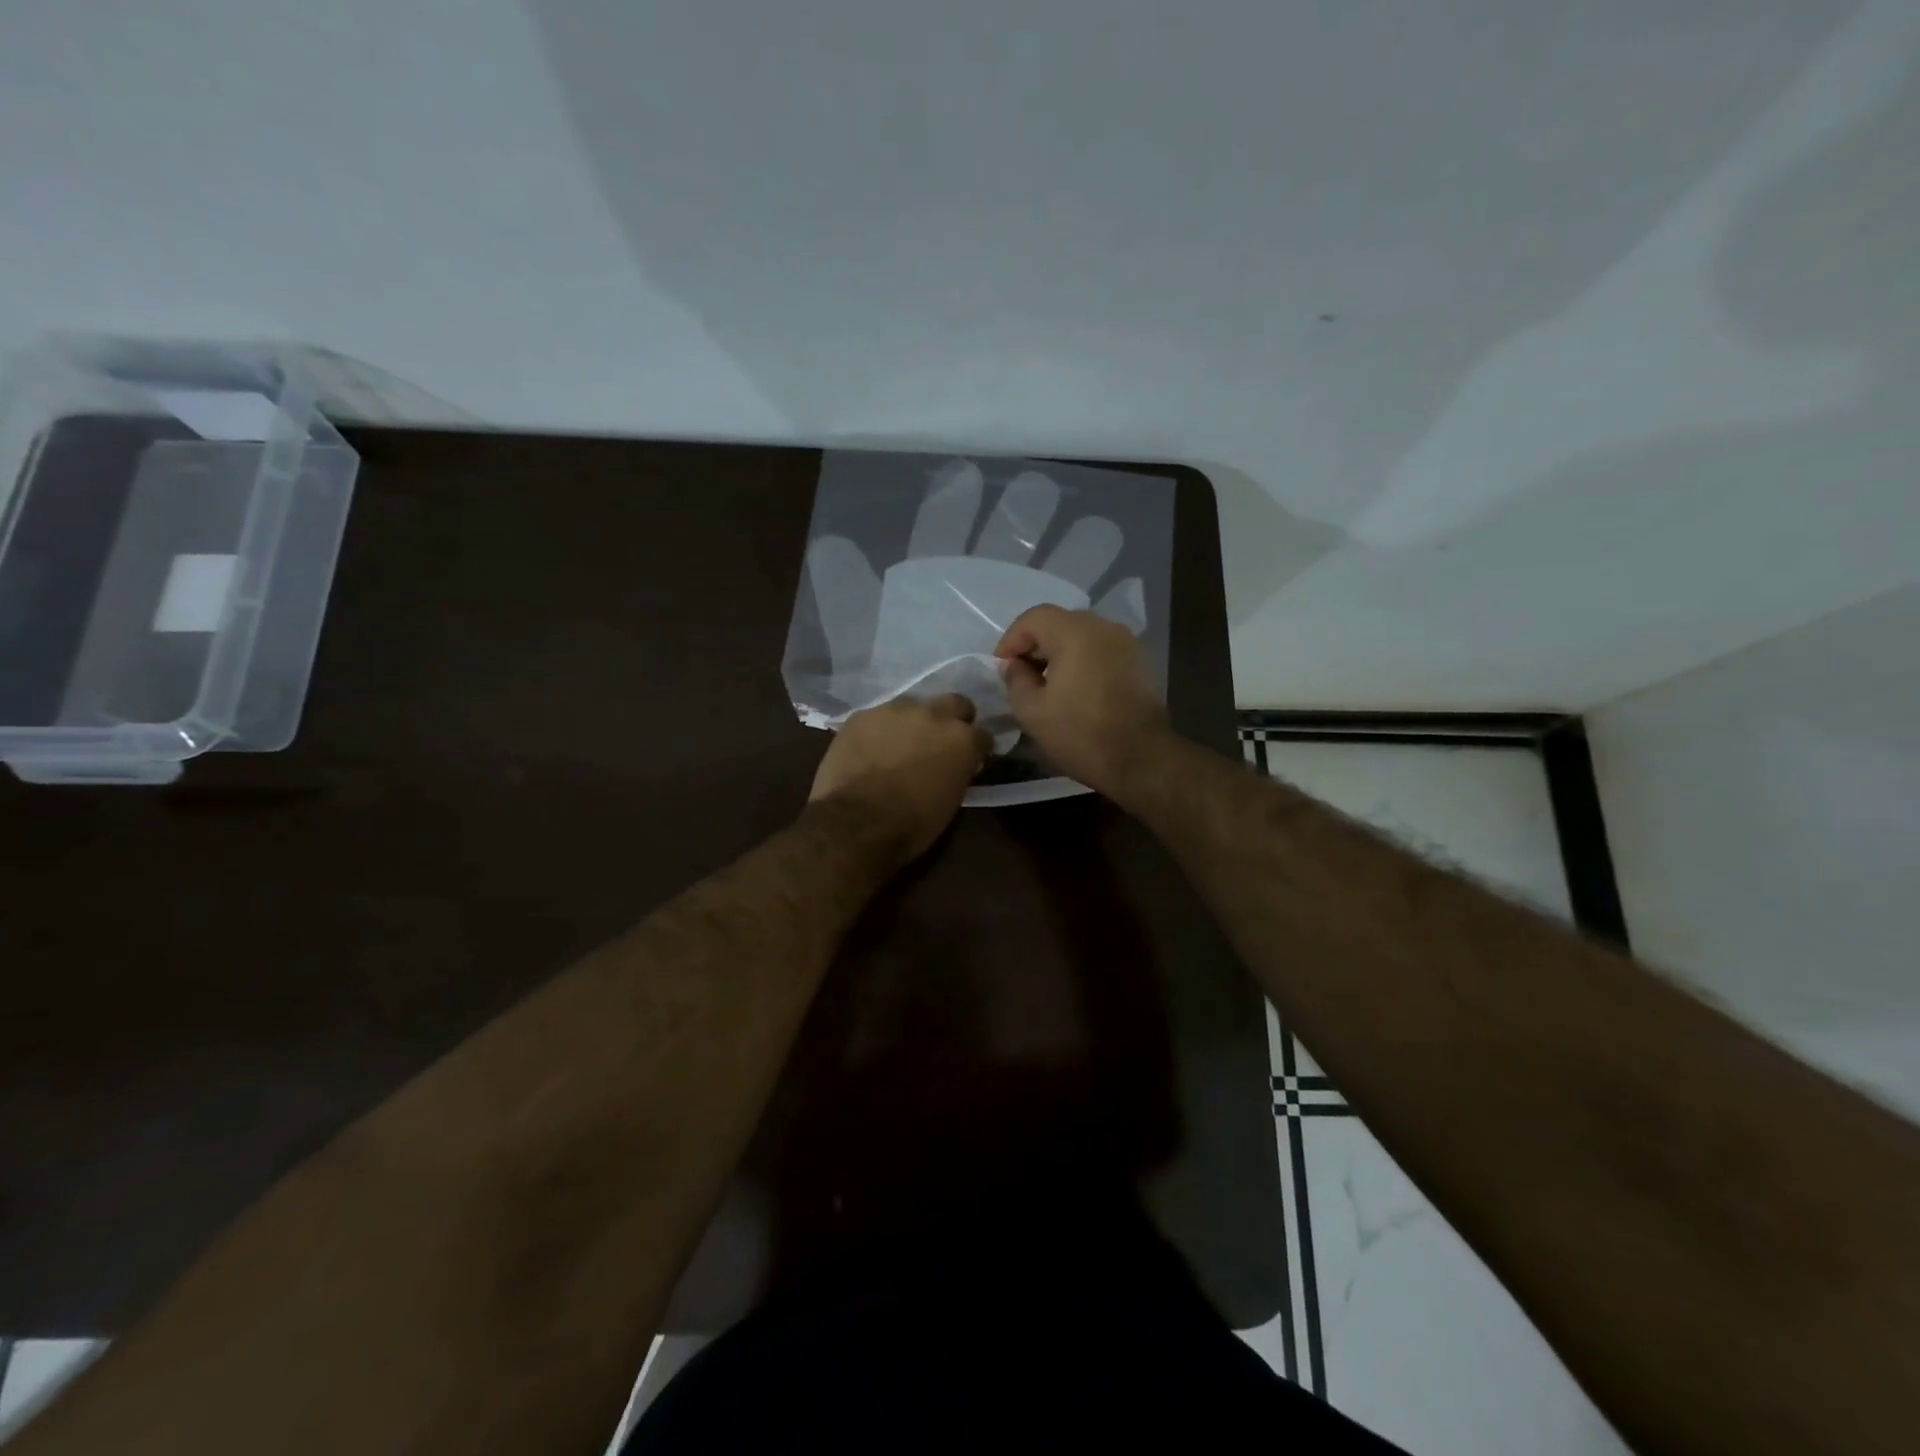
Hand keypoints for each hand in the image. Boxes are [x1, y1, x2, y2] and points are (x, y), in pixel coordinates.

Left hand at [809, 693, 990, 859]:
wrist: (856, 822)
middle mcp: (934, 714)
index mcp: (962, 739)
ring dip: (913, 722)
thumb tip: (958, 765)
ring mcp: (895, 710)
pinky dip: (880, 730)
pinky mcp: (862, 715)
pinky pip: (878, 717)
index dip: (976, 748)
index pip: (983, 734)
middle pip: (954, 703)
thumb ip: (959, 771)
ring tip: (900, 745)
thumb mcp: (951, 801)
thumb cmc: (912, 823)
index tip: (970, 760)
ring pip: (913, 706)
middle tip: (940, 742)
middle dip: (952, 719)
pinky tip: (870, 749)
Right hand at [995, 605, 1172, 797]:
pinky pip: (1101, 651)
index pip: (1033, 618)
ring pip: (1082, 636)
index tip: (1001, 668)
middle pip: (1059, 623)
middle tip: (1021, 676)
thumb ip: (1016, 680)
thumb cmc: (1081, 733)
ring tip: (1047, 685)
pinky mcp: (1140, 662)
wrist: (1142, 759)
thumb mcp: (1032, 711)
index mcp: (1075, 632)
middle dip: (1035, 645)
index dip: (1011, 640)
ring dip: (1060, 654)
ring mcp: (1126, 643)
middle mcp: (1103, 627)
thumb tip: (1015, 665)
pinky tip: (1076, 690)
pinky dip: (1083, 662)